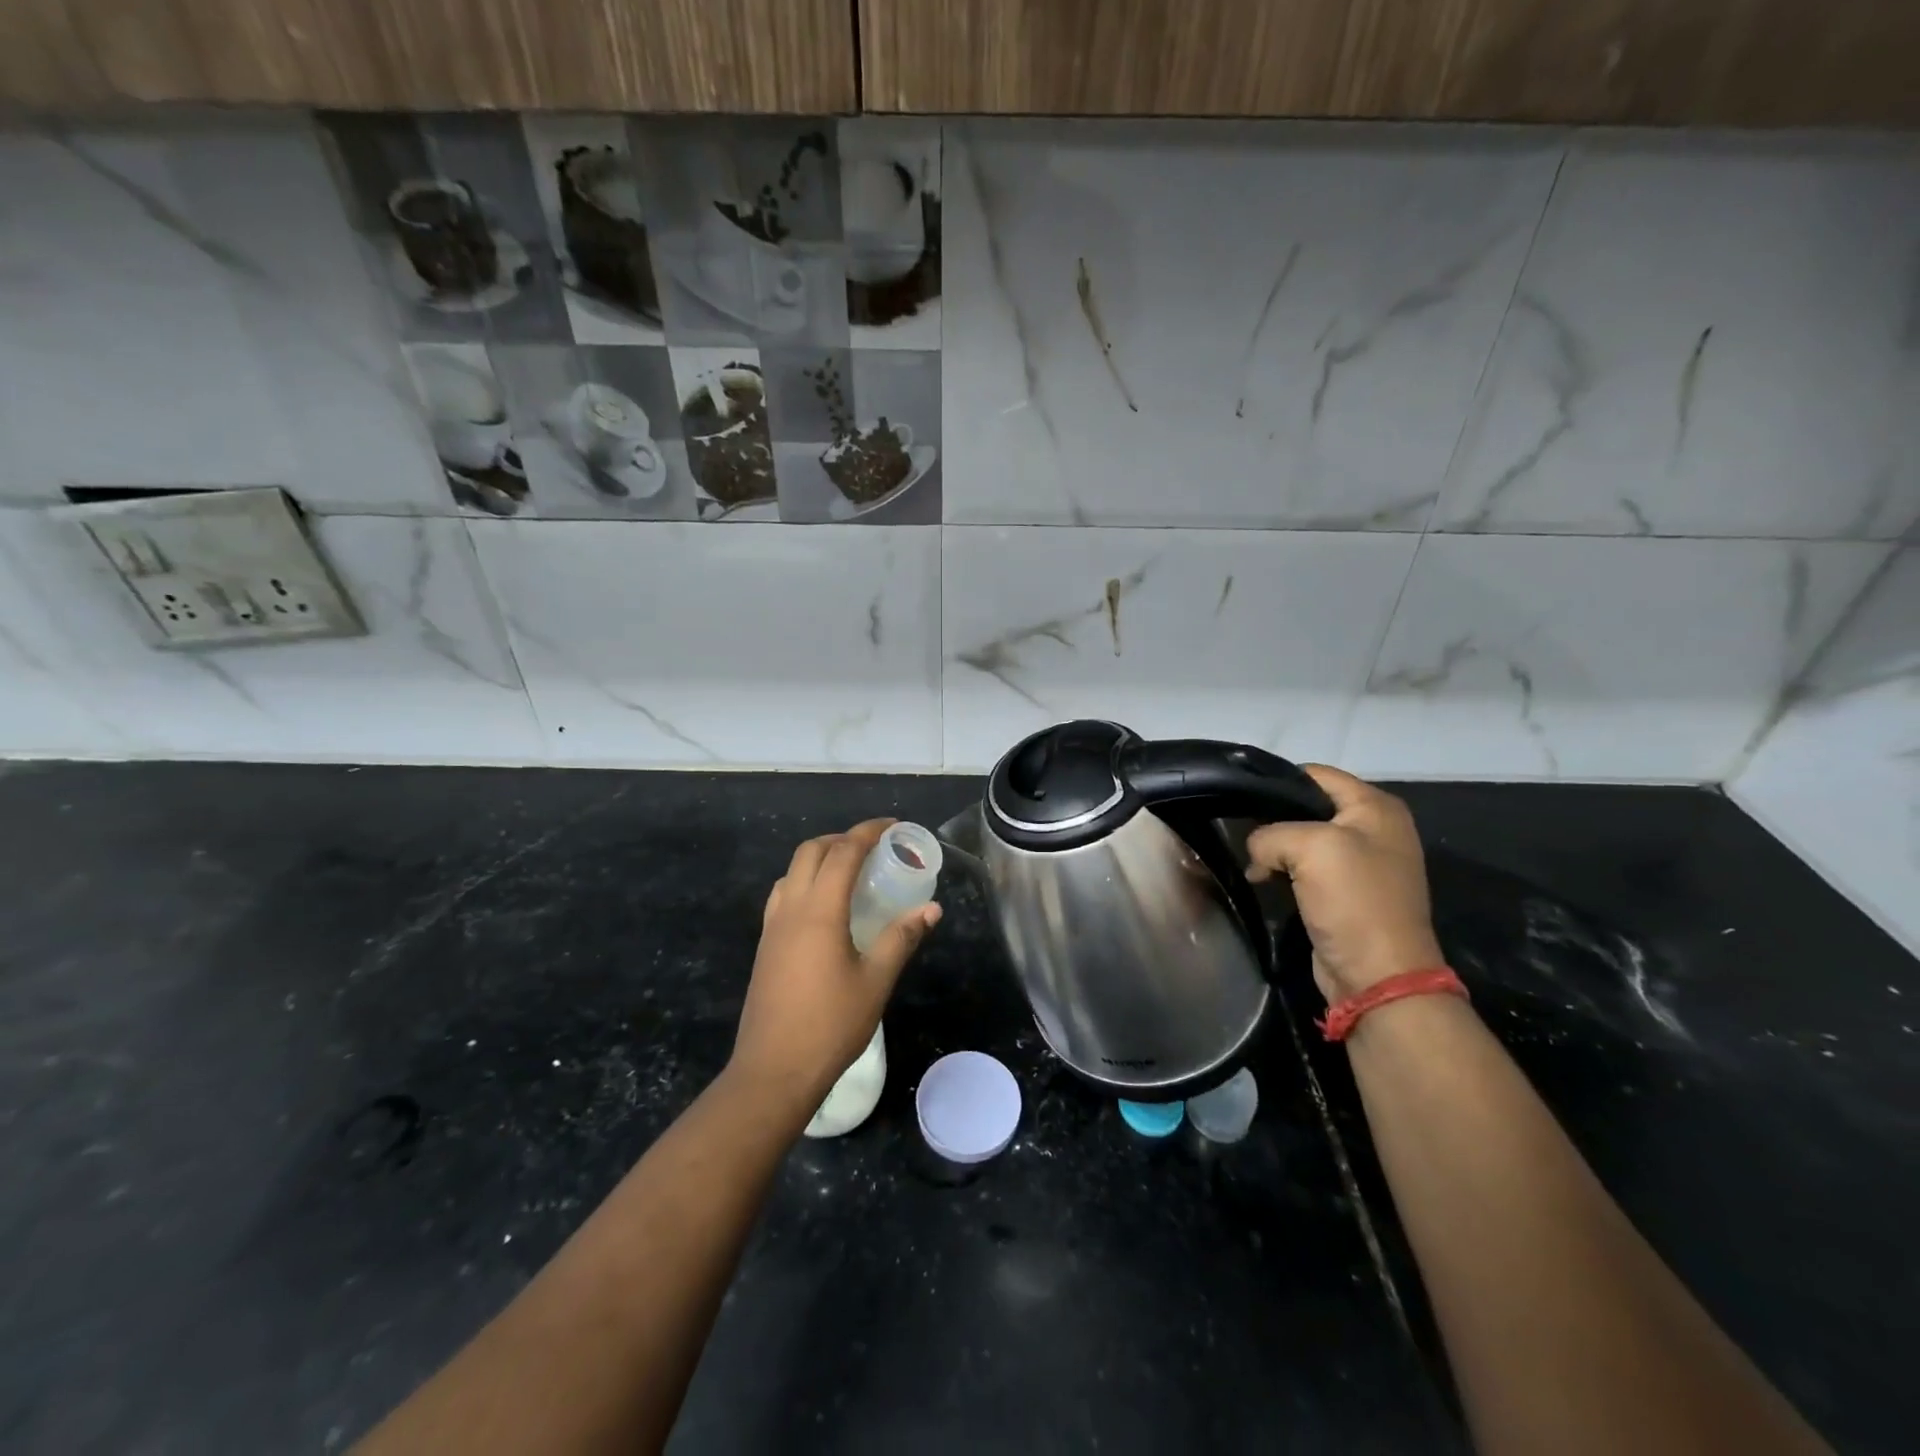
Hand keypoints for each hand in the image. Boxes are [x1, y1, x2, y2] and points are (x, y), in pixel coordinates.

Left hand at [728, 819, 941, 1120]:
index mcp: (820, 910)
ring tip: (850, 874)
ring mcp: (772, 927)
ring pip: (792, 871)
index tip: (893, 826)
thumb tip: (931, 908)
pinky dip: (805, 882)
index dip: (869, 832)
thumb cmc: (831, 1024)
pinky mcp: (765, 946)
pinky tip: (825, 909)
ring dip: (819, 858)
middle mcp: (791, 908)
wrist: (773, 1070)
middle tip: (873, 849)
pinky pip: (783, 895)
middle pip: (811, 851)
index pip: (843, 852)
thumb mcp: (876, 981)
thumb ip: (902, 938)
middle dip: (842, 839)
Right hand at [1246, 765, 1443, 1002]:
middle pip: (1308, 806)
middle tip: (1241, 831)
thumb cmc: (1353, 900)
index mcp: (1376, 807)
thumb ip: (1270, 834)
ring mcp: (1362, 862)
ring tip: (1251, 860)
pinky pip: (1306, 867)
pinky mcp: (1346, 892)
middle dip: (1273, 818)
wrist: (1378, 975)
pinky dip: (1283, 871)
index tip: (1242, 797)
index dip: (1278, 782)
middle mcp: (1374, 828)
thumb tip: (1257, 851)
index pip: (1316, 774)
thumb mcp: (1309, 848)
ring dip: (1275, 849)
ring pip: (1303, 838)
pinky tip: (1264, 880)